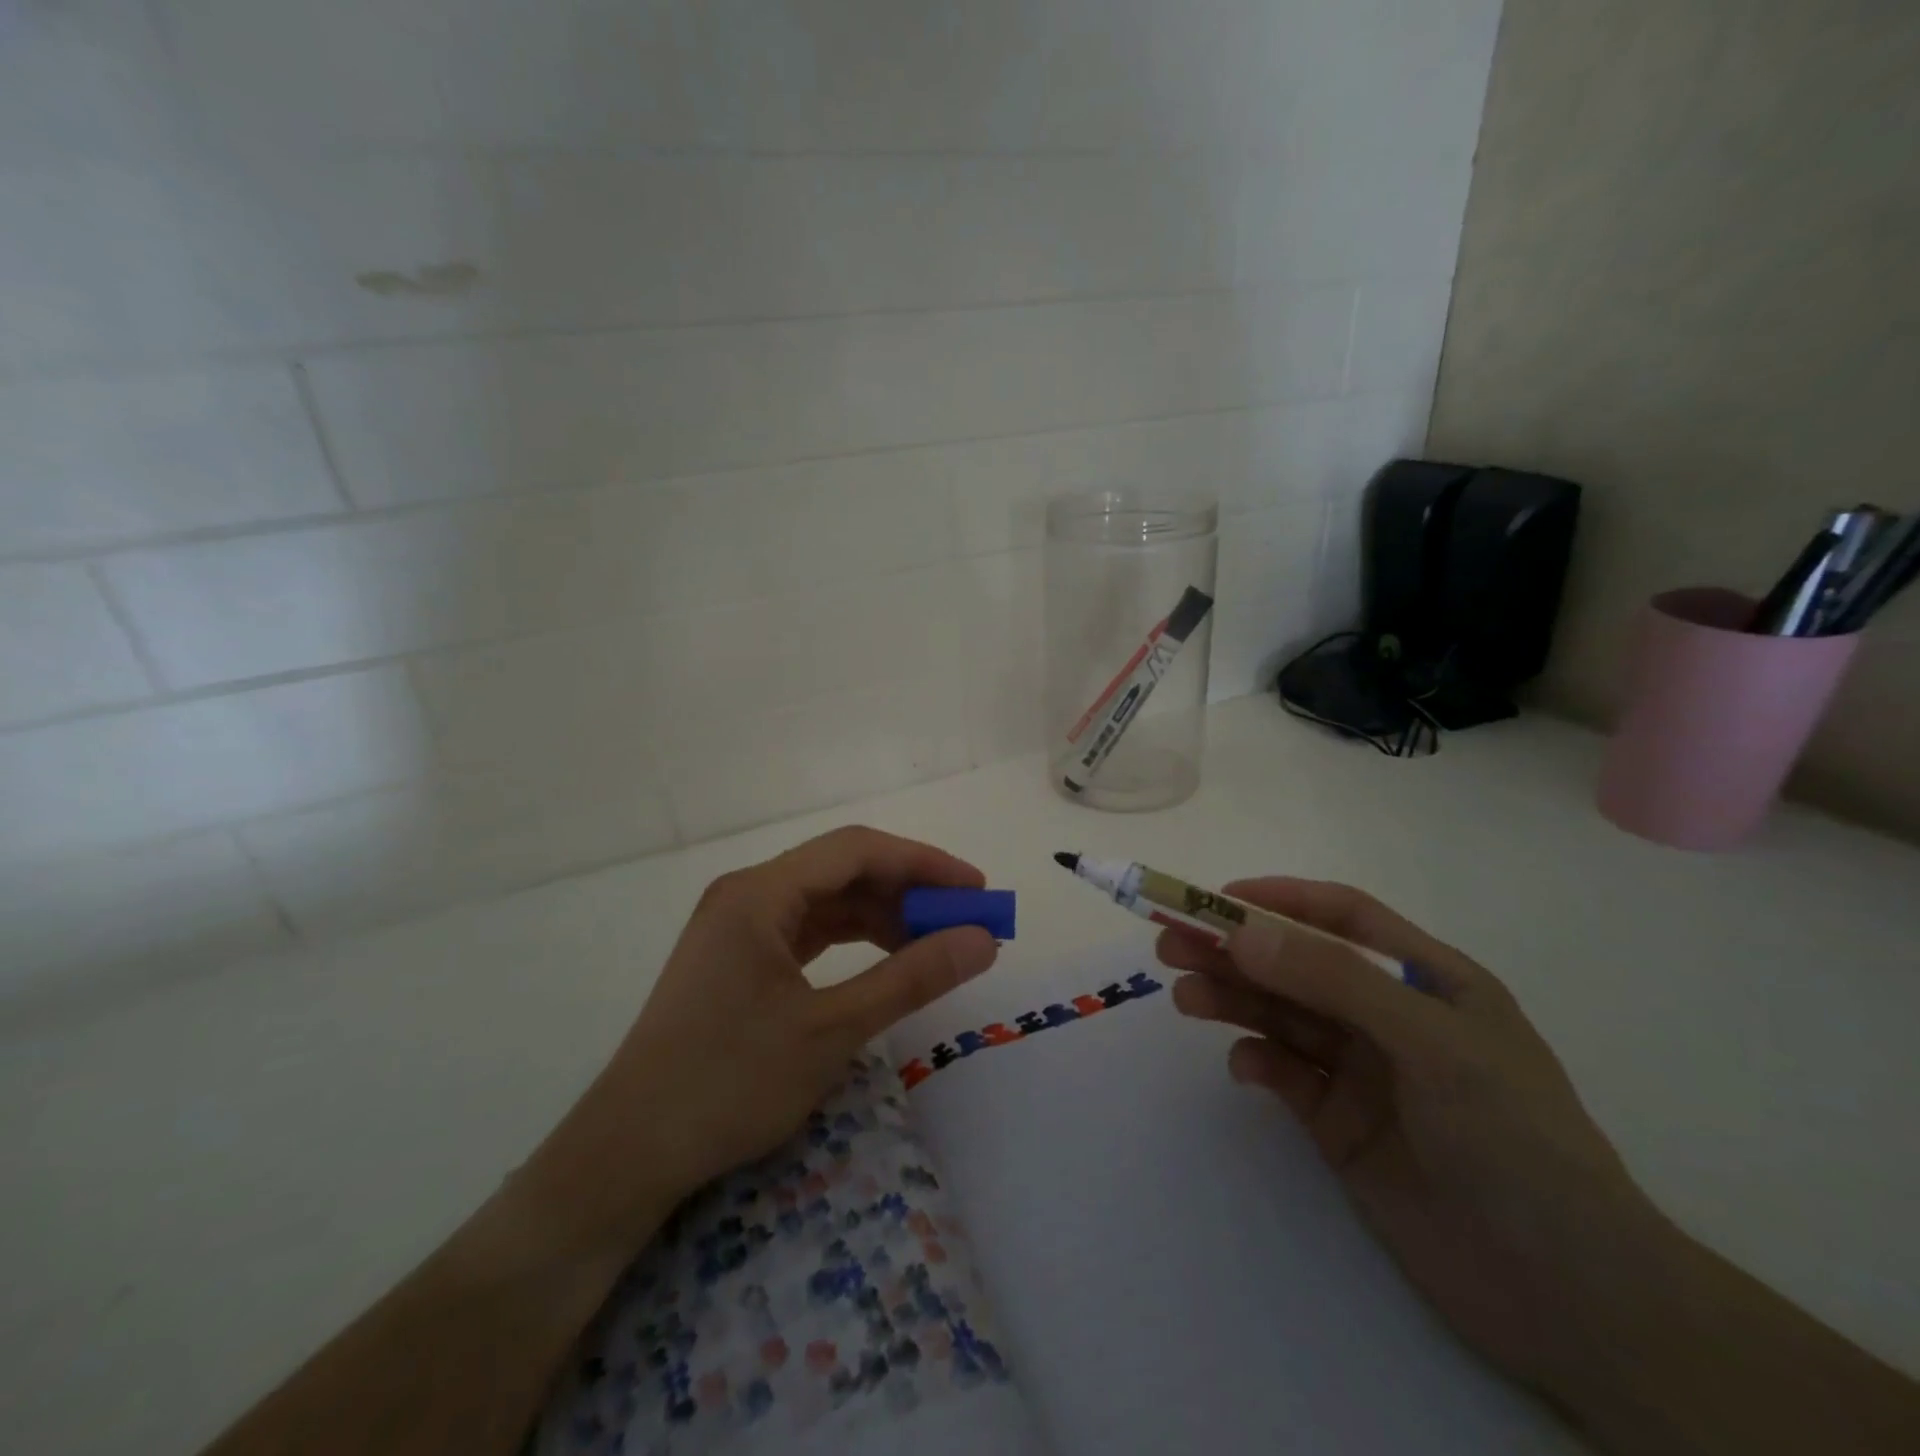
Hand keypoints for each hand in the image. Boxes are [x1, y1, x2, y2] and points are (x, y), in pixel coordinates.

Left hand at [531, 826, 998, 1247]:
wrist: (628, 1154)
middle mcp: (747, 895)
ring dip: (882, 916)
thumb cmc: (729, 1083)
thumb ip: (912, 977)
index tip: (976, 890)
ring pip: (826, 901)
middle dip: (906, 891)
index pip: (857, 850)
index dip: (924, 863)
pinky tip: (884, 959)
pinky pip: (807, 930)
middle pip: (841, 871)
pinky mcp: (737, 958)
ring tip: (933, 945)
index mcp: (760, 893)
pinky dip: (852, 940)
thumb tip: (983, 939)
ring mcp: (738, 927)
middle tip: (963, 923)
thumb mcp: (832, 1029)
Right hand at [1157, 879, 1661, 1396]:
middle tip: (1170, 944)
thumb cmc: (1513, 1139)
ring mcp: (1363, 1071)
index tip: (1216, 899)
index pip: (1342, 917)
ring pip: (1282, 1017)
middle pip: (1297, 965)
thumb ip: (1334, 980)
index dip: (1279, 899)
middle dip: (1236, 950)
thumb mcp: (1430, 1042)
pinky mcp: (1340, 1124)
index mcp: (1427, 979)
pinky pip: (1286, 1075)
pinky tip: (1243, 1068)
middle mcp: (1389, 1015)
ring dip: (1233, 1000)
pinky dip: (1258, 1062)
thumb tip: (1241, 931)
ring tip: (1184, 995)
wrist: (1567, 1296)